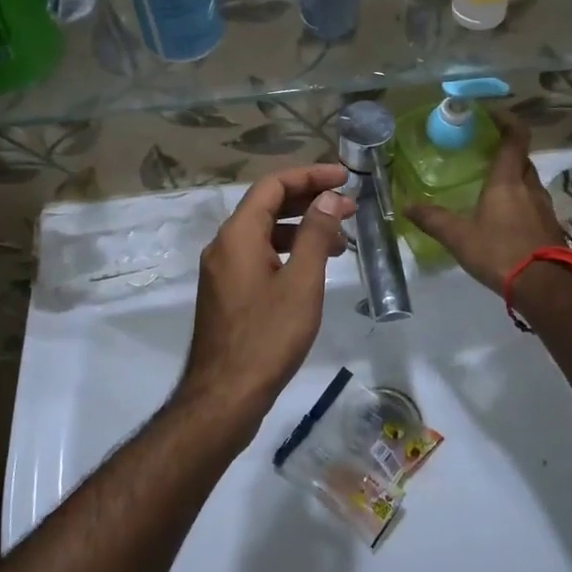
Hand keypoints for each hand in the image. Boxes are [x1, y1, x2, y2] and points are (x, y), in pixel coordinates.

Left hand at [179, 165, 355, 422]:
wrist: (224, 396)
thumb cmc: (268, 337)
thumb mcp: (301, 283)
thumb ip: (316, 234)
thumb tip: (328, 197)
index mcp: (238, 234)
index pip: (273, 185)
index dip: (310, 175)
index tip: (344, 177)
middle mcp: (224, 244)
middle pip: (267, 205)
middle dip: (309, 200)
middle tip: (349, 206)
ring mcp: (222, 269)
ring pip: (263, 232)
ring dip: (300, 228)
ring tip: (339, 241)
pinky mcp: (226, 291)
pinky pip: (257, 254)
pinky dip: (286, 251)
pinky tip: (311, 268)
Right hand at [405, 112, 566, 291]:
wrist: (545, 288)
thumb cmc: (500, 252)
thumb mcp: (459, 237)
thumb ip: (433, 219)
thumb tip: (406, 205)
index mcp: (508, 180)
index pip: (516, 137)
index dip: (507, 121)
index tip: (491, 115)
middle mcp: (530, 187)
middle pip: (522, 159)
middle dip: (506, 152)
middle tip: (484, 154)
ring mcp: (544, 207)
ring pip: (529, 182)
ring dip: (514, 178)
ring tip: (491, 186)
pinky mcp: (551, 227)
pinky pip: (534, 203)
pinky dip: (520, 201)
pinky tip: (504, 218)